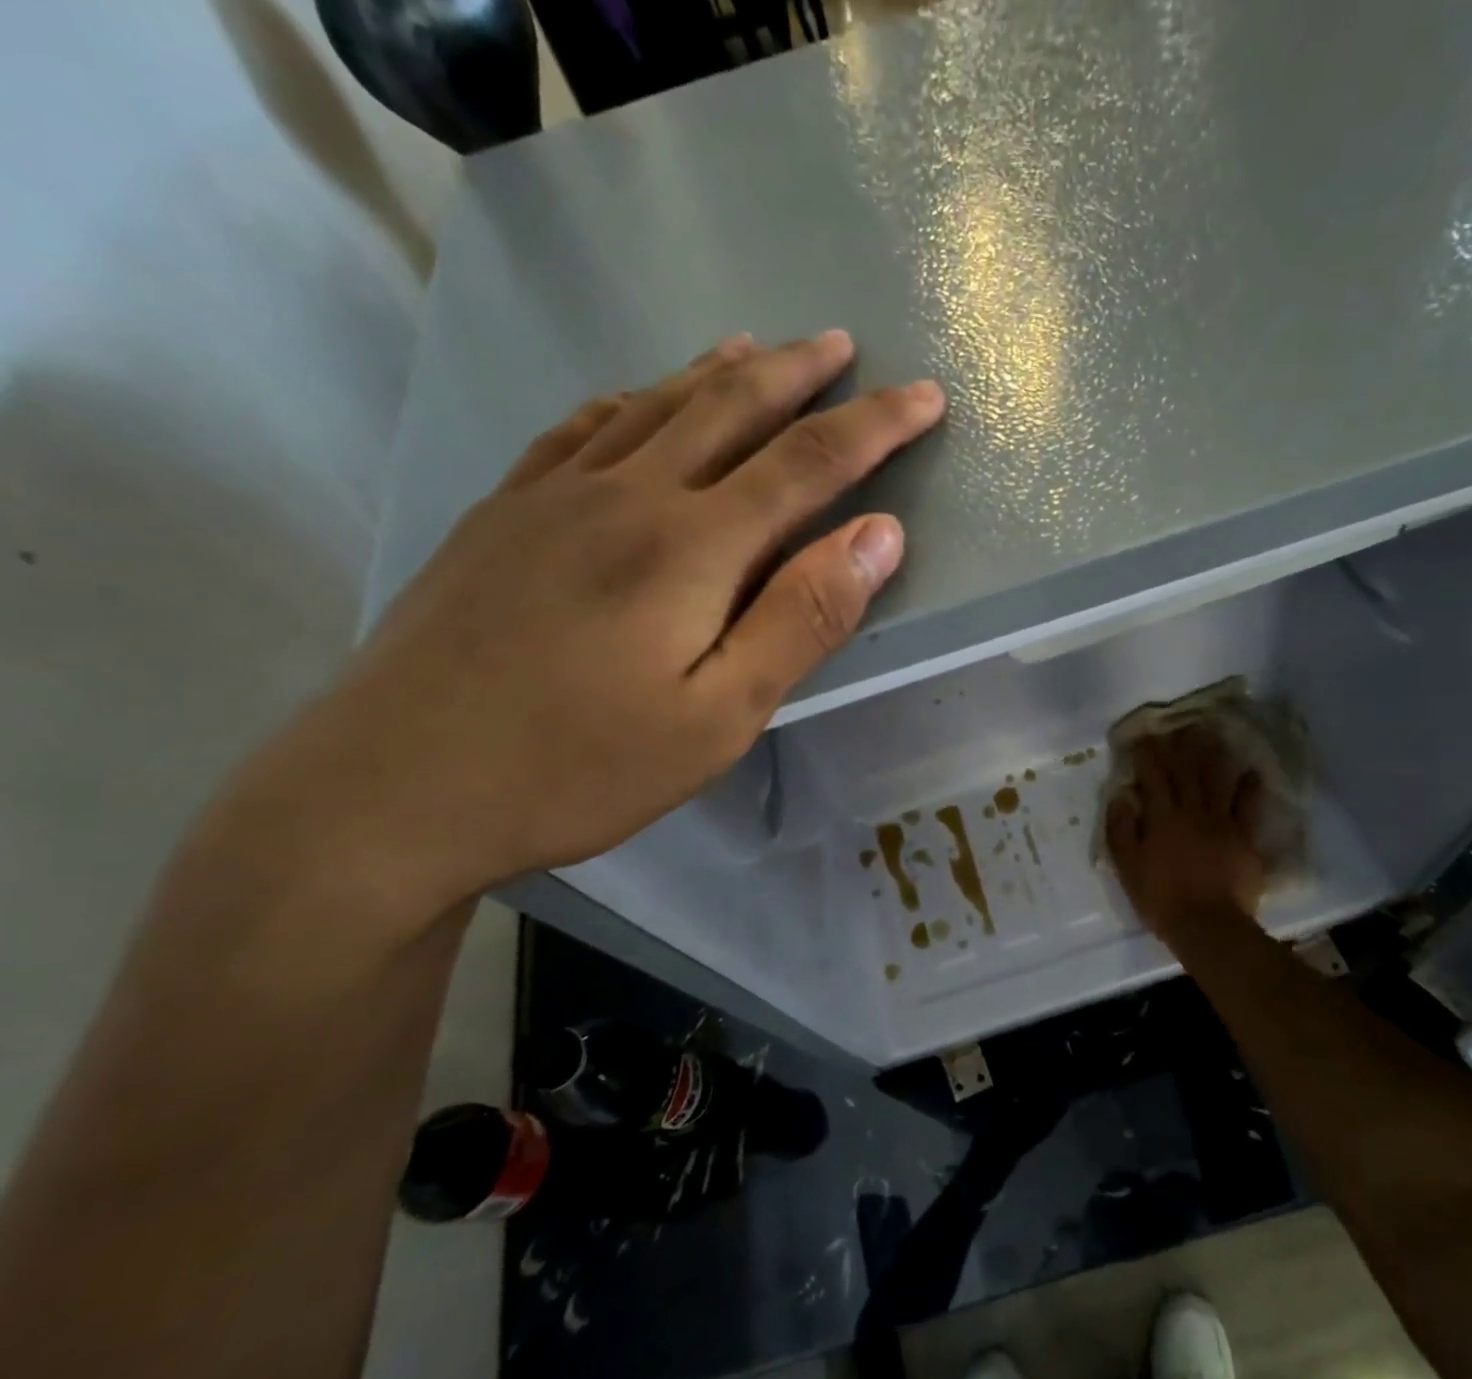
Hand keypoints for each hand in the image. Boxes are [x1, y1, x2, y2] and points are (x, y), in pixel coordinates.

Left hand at [242, 331, 943, 917]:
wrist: (395, 786)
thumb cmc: (581, 766)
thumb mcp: (720, 716)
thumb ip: (803, 619)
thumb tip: (880, 535)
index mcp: (691, 547)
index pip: (808, 463)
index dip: (875, 427)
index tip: (925, 398)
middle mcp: (626, 496)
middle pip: (730, 409)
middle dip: (799, 374)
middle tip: (845, 346)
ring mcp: (553, 497)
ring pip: (655, 405)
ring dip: (718, 372)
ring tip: (759, 347)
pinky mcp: (502, 515)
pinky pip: (579, 430)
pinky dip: (629, 400)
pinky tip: (638, 398)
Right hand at [1105, 729, 1266, 943]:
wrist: (1208, 925)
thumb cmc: (1160, 898)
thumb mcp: (1127, 867)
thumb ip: (1121, 830)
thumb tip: (1121, 796)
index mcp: (1161, 817)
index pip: (1152, 776)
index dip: (1147, 754)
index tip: (1143, 736)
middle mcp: (1191, 811)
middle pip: (1186, 771)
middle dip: (1181, 745)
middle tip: (1182, 723)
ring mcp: (1221, 822)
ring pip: (1217, 780)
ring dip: (1214, 755)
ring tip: (1215, 733)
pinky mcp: (1243, 837)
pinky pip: (1248, 806)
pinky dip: (1250, 787)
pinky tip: (1252, 771)